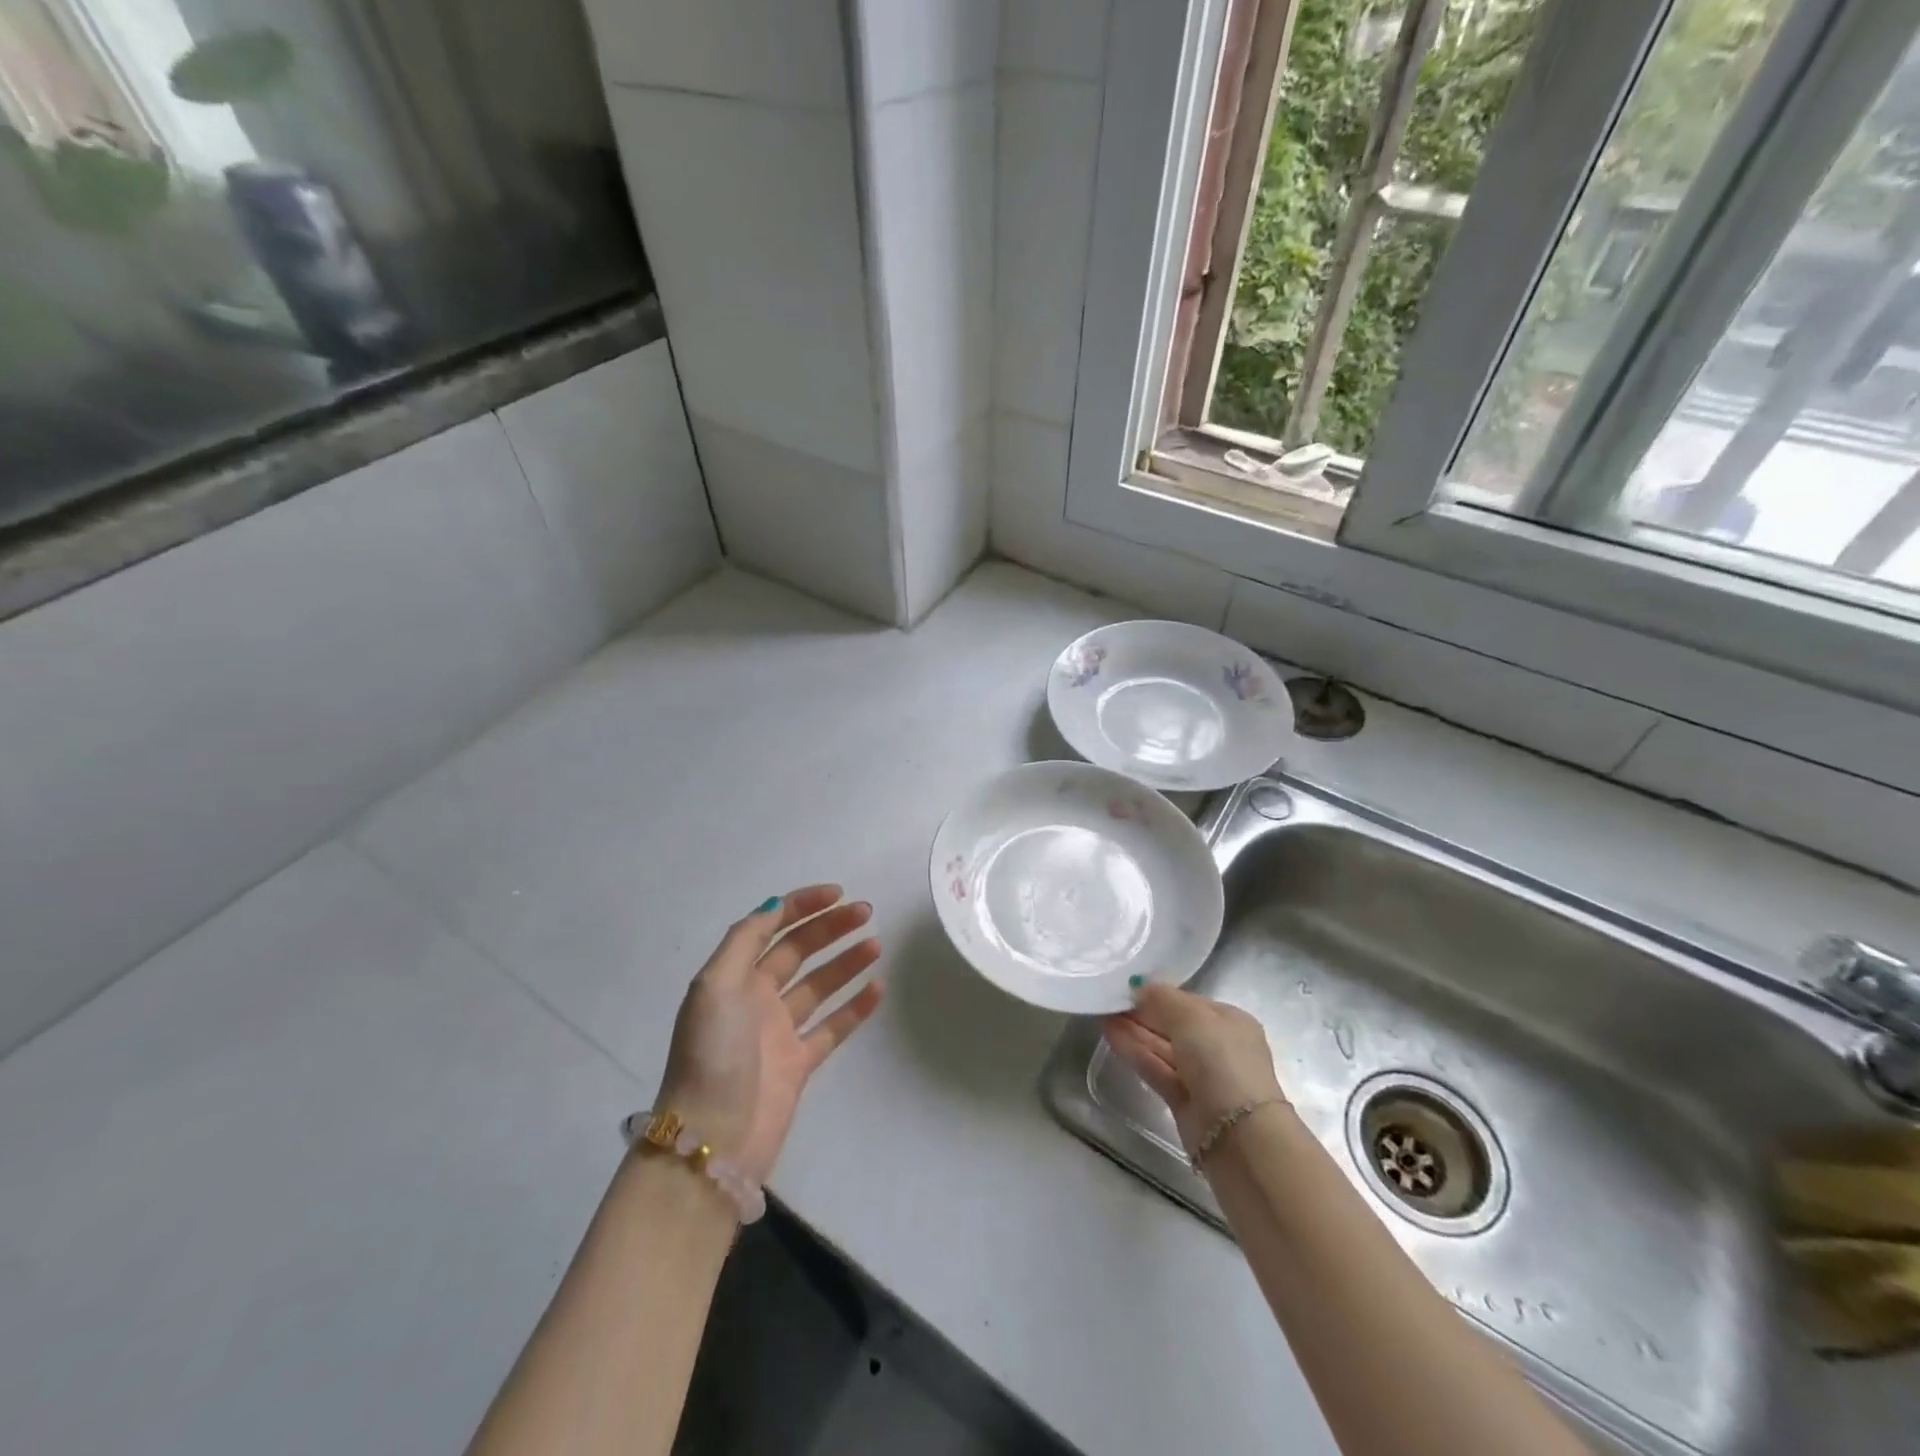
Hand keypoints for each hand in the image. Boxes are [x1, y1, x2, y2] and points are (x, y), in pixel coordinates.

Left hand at [654, 885, 882, 1183]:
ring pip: (819, 985)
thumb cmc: (713, 1053)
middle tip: (866, 913)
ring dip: (846, 961)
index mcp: (733, 977)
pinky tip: (878, 988)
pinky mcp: (799, 1064)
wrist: (713, 1138)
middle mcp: (755, 998)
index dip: (802, 906)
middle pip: (798, 951)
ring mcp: (779, 1032)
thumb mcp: (716, 985)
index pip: (770, 927)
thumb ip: (746, 939)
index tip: (838, 894)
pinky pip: (832, 1026)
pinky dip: (855, 1007)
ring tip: (876, 944)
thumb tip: (776, 905)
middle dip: (830, 928)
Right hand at [1101, 984, 1285, 1152]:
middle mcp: (1218, 1048)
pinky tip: (1111, 1036)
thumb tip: (1139, 987)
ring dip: (1134, 1032)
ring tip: (1103, 1015)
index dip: (1160, 995)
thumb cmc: (1221, 1061)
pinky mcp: (1183, 1101)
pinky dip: (1135, 1053)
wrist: (1238, 1135)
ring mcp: (1201, 1076)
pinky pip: (1156, 1069)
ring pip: (1162, 1048)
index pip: (1190, 1003)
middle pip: (1174, 1026)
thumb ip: (1162, 997)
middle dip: (1144, 1014)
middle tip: (1110, 1000)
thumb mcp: (1191, 1016)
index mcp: (1231, 1022)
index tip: (1129, 988)